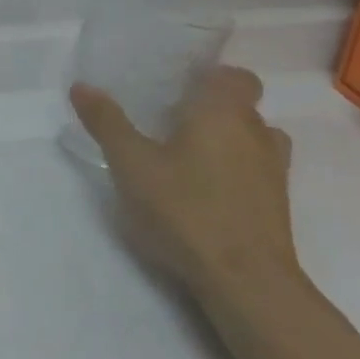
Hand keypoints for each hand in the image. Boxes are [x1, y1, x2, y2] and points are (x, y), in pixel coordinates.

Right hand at [70, 66, 298, 301]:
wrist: (246, 282)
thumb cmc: (185, 209)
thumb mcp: (130, 163)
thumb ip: (107, 122)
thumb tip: (82, 86)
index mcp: (224, 112)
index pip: (235, 76)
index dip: (210, 77)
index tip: (177, 86)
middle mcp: (257, 134)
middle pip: (242, 107)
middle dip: (210, 110)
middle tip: (168, 121)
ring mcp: (274, 173)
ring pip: (253, 141)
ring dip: (227, 142)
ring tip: (187, 156)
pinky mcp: (277, 208)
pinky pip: (256, 173)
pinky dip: (235, 173)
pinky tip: (202, 192)